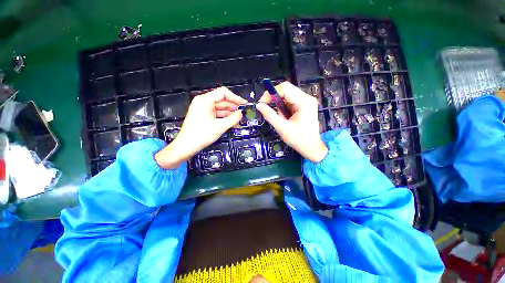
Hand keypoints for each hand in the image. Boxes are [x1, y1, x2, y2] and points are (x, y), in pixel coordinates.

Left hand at [155, 87, 246, 168]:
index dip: (235, 98)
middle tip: (243, 113)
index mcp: (205, 100)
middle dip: (233, 107)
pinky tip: (232, 122)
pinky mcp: (203, 115)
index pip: (223, 93)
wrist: (186, 146)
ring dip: (230, 113)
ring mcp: (203, 109)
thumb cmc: (200, 135)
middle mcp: (203, 102)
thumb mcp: (220, 126)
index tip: (244, 104)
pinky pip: (216, 113)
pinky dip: (224, 117)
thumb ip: (233, 119)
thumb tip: (241, 113)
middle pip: (222, 100)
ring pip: (220, 107)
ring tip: (239, 119)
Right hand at [256, 82, 327, 162]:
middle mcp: (306, 98)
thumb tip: (258, 105)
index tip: (262, 103)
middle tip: (268, 110)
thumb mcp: (282, 128)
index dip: (270, 93)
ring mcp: (306, 102)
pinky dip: (284, 109)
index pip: (284, 88)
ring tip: (282, 119)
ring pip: (286, 97)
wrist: (311, 148)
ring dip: (280, 106)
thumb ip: (270, 115)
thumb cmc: (298, 139)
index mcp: (304, 102)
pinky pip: (289, 102)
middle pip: (286, 91)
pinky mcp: (304, 106)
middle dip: (275, 100)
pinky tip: (286, 119)